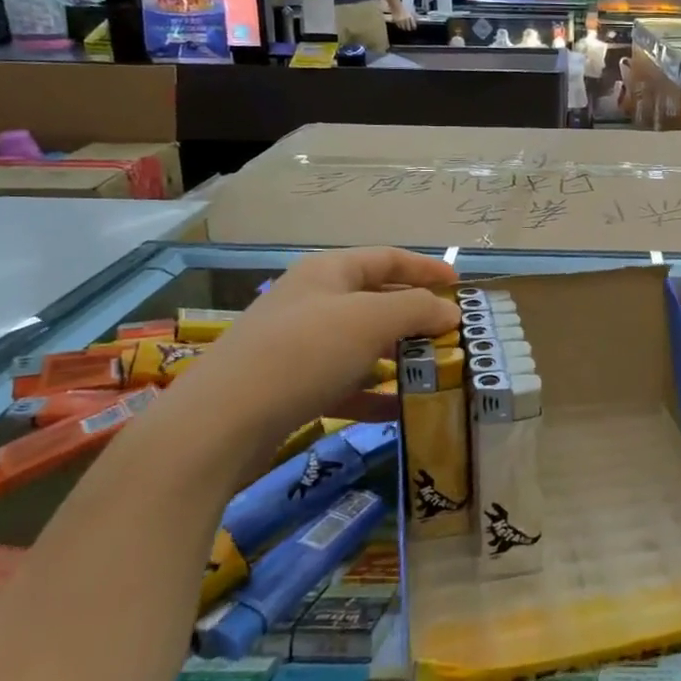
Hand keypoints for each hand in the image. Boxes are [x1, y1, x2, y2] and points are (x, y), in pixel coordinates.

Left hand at [176, 248, 457, 450]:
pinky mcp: (292, 387)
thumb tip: (450, 312)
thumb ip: (416, 310)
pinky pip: (345, 383)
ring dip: (399, 357)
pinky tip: (401, 412)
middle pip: (375, 300)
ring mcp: (299, 346)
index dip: (426, 268)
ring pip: (362, 345)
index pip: (387, 258)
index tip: (460, 286)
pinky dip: (374, 393)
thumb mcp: (370, 321)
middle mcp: (313, 301)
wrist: (221, 423)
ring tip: (436, 373)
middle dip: (416, 317)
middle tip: (453, 335)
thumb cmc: (303, 353)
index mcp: (328, 272)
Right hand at [393, 4, 418, 30]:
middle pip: (408, 28)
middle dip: (409, 28)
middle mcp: (406, 20)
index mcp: (410, 17)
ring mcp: (401, 21)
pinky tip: (401, 25)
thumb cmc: (404, 7)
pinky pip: (399, 26)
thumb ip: (414, 14)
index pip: (413, 25)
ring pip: (404, 28)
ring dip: (405, 28)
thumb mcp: (411, 10)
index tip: (414, 28)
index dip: (414, 27)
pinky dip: (400, 26)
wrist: (395, 5)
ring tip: (405, 27)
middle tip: (409, 28)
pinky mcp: (396, 22)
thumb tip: (418, 18)